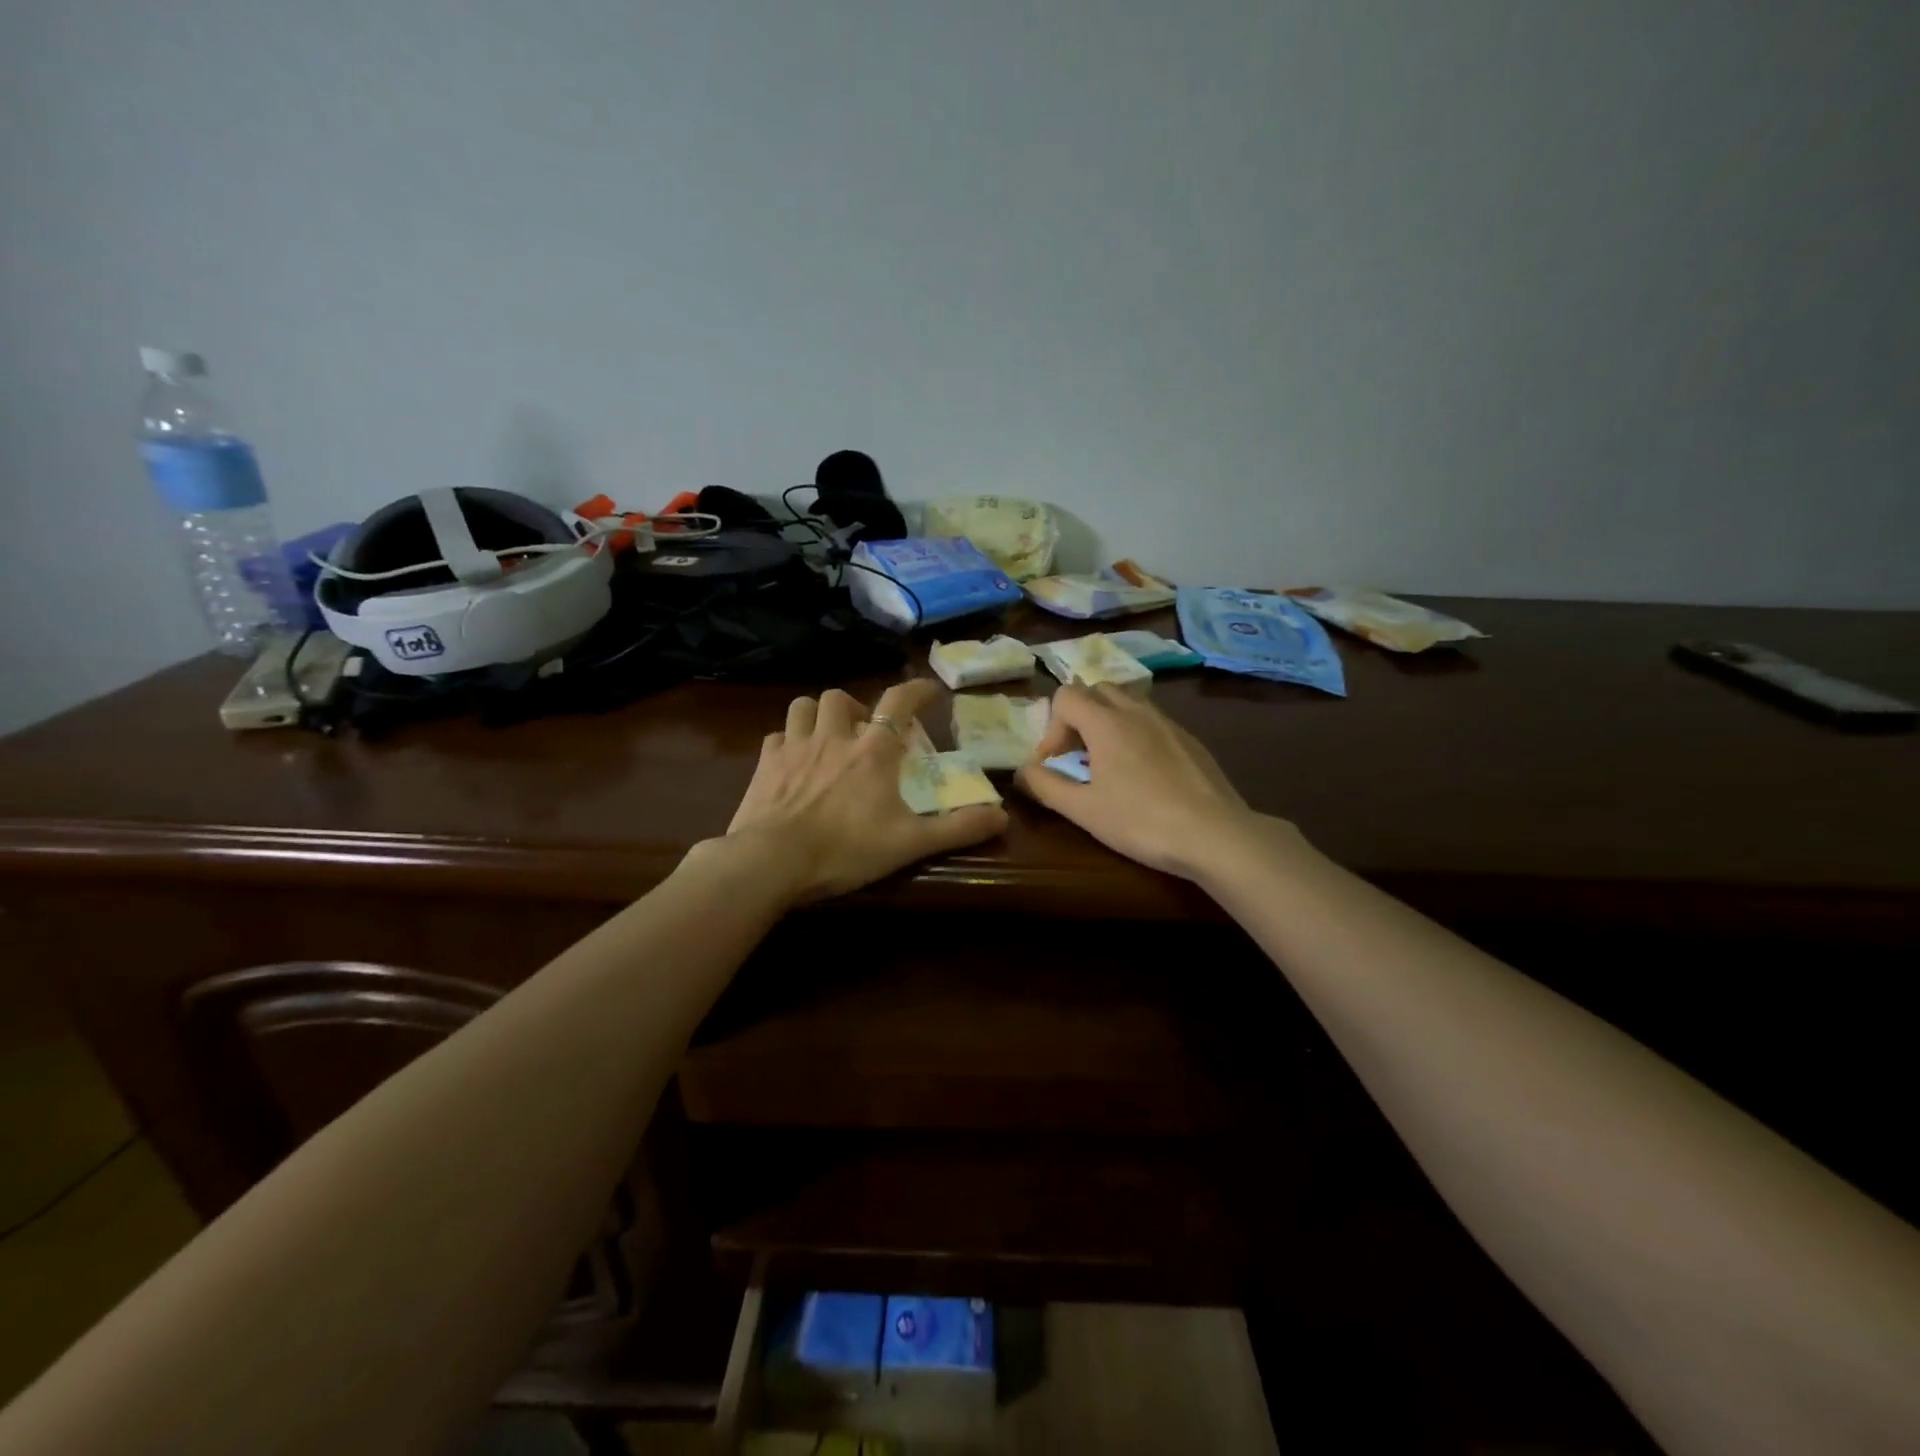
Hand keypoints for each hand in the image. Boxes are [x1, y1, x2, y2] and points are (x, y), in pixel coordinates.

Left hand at [723, 679, 1007, 903]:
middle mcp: (833, 737)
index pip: (898, 702)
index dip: (916, 690)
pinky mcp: (765, 763)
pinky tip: (792, 759)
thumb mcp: (910, 843)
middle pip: (840, 698)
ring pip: (803, 706)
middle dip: (854, 706)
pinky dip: (787, 740)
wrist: (772, 861)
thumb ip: (957, 828)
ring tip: (826, 734)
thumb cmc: (846, 849)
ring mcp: (794, 746)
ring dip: (817, 714)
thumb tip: (1003, 816)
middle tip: (862, 728)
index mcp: (872, 751)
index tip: (930, 690)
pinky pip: (776, 736)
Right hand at [1015, 683, 1272, 879]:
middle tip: (1077, 756)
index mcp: (1106, 722)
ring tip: (1108, 763)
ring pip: (1127, 702)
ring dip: (1107, 723)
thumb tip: (1022, 771)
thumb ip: (1045, 786)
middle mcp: (1136, 710)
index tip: (1055, 763)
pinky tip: (1143, 774)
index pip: (1066, 695)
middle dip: (1079, 717)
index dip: (1051, 727)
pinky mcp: (1190, 739)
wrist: (1214, 834)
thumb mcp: (1083, 810)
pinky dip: (1136, 734)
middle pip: (1097, 690)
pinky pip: (1152, 721)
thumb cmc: (1141, 821)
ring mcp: (1168, 722)